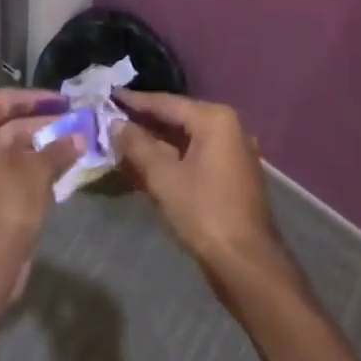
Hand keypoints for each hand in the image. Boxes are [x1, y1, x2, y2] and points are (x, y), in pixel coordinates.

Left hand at [0, 88, 77, 260]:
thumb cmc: (6, 204)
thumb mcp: (37, 171)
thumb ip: (59, 149)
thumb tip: (80, 137)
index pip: (5, 100)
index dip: (37, 99)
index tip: (64, 102)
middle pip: (7, 125)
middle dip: (42, 124)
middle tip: (73, 122)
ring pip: (9, 151)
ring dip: (39, 148)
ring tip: (72, 143)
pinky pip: (6, 172)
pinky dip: (30, 168)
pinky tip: (59, 169)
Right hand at [114, 90, 281, 274]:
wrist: (248, 265)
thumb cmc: (204, 213)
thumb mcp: (164, 178)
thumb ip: (138, 146)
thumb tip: (116, 124)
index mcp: (214, 119)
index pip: (167, 103)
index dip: (136, 101)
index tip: (112, 95)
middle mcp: (229, 127)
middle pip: (179, 119)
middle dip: (146, 122)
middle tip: (115, 118)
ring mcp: (234, 152)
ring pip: (187, 139)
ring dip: (158, 143)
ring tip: (126, 141)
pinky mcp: (233, 175)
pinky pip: (197, 156)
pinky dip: (174, 158)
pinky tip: (151, 165)